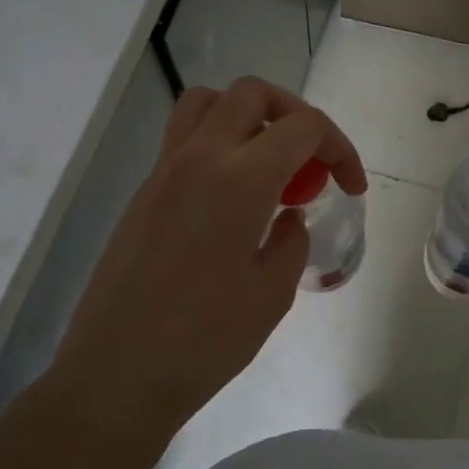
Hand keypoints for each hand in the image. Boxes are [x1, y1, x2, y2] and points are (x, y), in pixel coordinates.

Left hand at [0, 77, 364, 468]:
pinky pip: (184, 141)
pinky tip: (231, 200)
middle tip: (310, 161)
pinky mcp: (143, 194)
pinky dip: (218, 146)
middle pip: (251, 94)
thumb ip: (291, 240)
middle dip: (294, 114)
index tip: (350, 187)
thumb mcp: (273, 292)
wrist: (117, 374)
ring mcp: (162, 172)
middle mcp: (198, 158)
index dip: (339, 148)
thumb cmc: (205, 340)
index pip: (302, 126)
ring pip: (206, 103)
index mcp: (239, 179)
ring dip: (247, 117)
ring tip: (267, 164)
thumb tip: (287, 215)